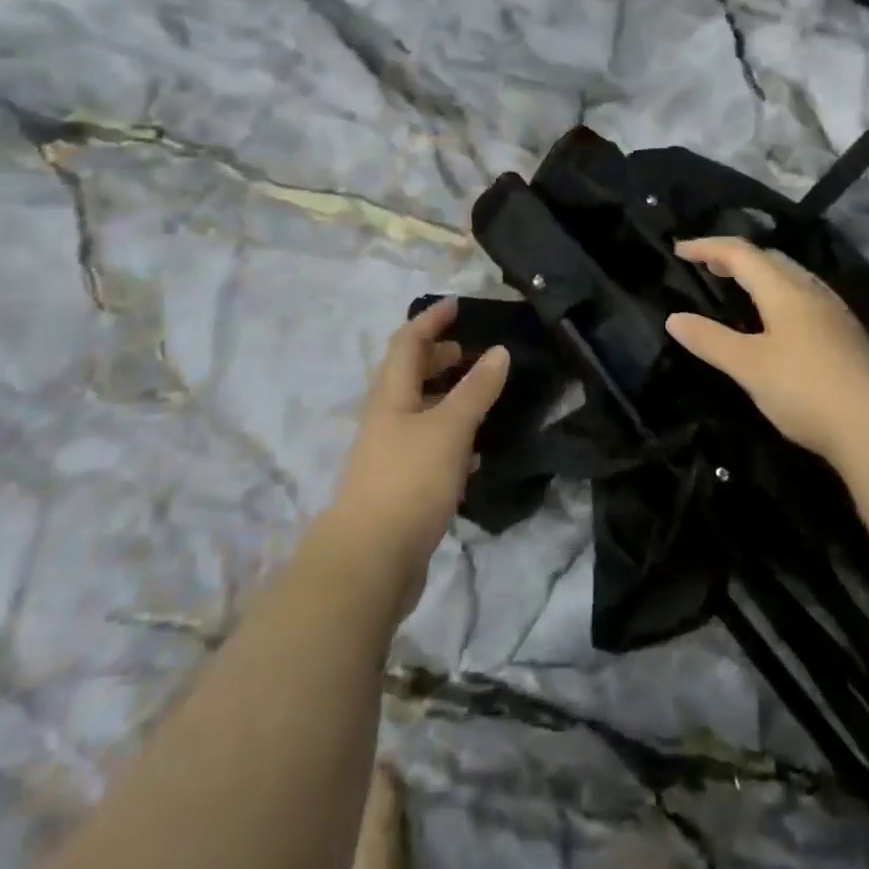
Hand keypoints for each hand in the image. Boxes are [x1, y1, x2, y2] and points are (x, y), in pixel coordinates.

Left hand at [328, 299, 509, 611]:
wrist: (369, 563)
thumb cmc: (408, 481)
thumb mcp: (449, 428)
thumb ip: (476, 390)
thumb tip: (499, 350)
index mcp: (391, 396)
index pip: (407, 343)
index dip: (430, 321)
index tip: (458, 306)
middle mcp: (387, 419)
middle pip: (410, 376)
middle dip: (439, 358)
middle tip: (474, 352)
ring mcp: (391, 455)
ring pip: (421, 412)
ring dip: (448, 397)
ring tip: (482, 397)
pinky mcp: (401, 486)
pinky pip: (429, 447)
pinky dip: (452, 437)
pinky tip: (477, 452)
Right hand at [665, 237, 868, 469]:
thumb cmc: (805, 390)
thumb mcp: (748, 366)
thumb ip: (710, 340)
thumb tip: (674, 318)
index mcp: (785, 291)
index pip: (740, 253)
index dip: (707, 247)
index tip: (679, 250)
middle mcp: (812, 292)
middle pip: (770, 258)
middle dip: (736, 257)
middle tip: (708, 268)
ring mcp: (835, 314)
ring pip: (792, 278)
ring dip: (761, 275)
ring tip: (740, 290)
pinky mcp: (848, 337)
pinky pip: (806, 299)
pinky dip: (780, 296)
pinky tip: (778, 323)